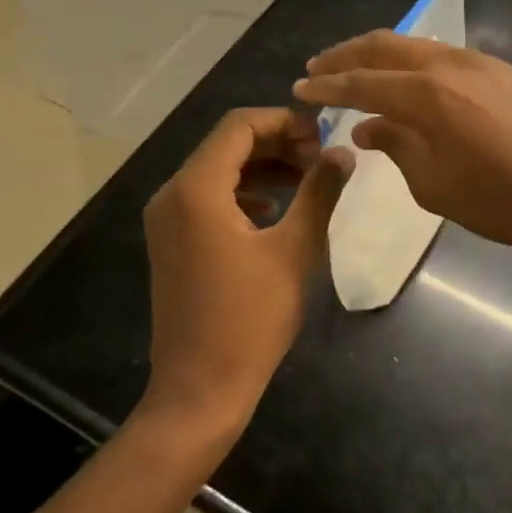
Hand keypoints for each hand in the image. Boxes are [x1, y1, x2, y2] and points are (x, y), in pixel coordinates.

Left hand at [140, 108, 353, 435]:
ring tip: (307, 180)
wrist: (199, 390)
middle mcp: (173, 194)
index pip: (239, 125)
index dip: (285, 122)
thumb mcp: (295, 250)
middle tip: (320, 158)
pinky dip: (244, 191)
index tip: (323, 137)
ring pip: (218, 169)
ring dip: (263, 166)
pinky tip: (276, 209)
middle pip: (227, 144)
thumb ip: (320, 192)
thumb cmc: (250, 319)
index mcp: (197, 189)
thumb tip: (344, 153)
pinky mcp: (172, 241)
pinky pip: (208, 197)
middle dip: (277, 143)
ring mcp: (167, 219)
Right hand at [293, 31, 511, 257]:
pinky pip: (446, 56)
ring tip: (360, 71)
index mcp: (427, 94)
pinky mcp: (507, 71)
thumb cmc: (507, 201)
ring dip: (383, 55)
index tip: (299, 87)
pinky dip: (416, 63)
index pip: (362, 82)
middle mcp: (451, 64)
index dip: (326, 86)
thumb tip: (368, 127)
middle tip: (319, 67)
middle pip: (386, 46)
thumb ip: (397, 148)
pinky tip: (413, 83)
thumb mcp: (437, 186)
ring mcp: (483, 63)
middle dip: (347, 55)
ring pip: (418, 45)